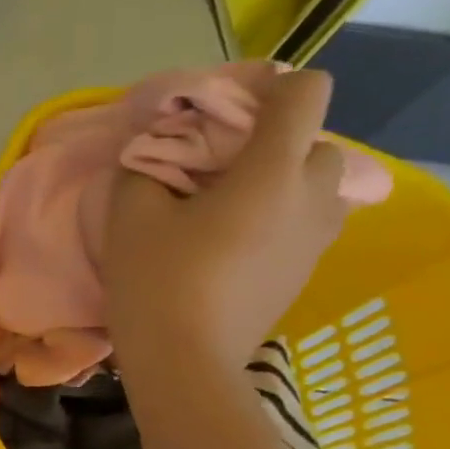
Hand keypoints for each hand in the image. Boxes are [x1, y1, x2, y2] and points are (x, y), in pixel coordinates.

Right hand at [105, 69, 347, 379]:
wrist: (186, 361)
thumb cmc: (158, 281)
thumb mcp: (130, 216)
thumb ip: (144, 169)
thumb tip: (154, 155)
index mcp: (273, 172)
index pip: (306, 94)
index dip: (270, 87)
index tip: (224, 111)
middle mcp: (312, 197)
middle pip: (316, 141)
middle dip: (275, 142)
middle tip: (220, 168)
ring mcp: (317, 239)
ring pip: (318, 185)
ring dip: (282, 181)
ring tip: (230, 205)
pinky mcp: (306, 271)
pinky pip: (307, 222)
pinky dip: (280, 216)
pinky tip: (232, 243)